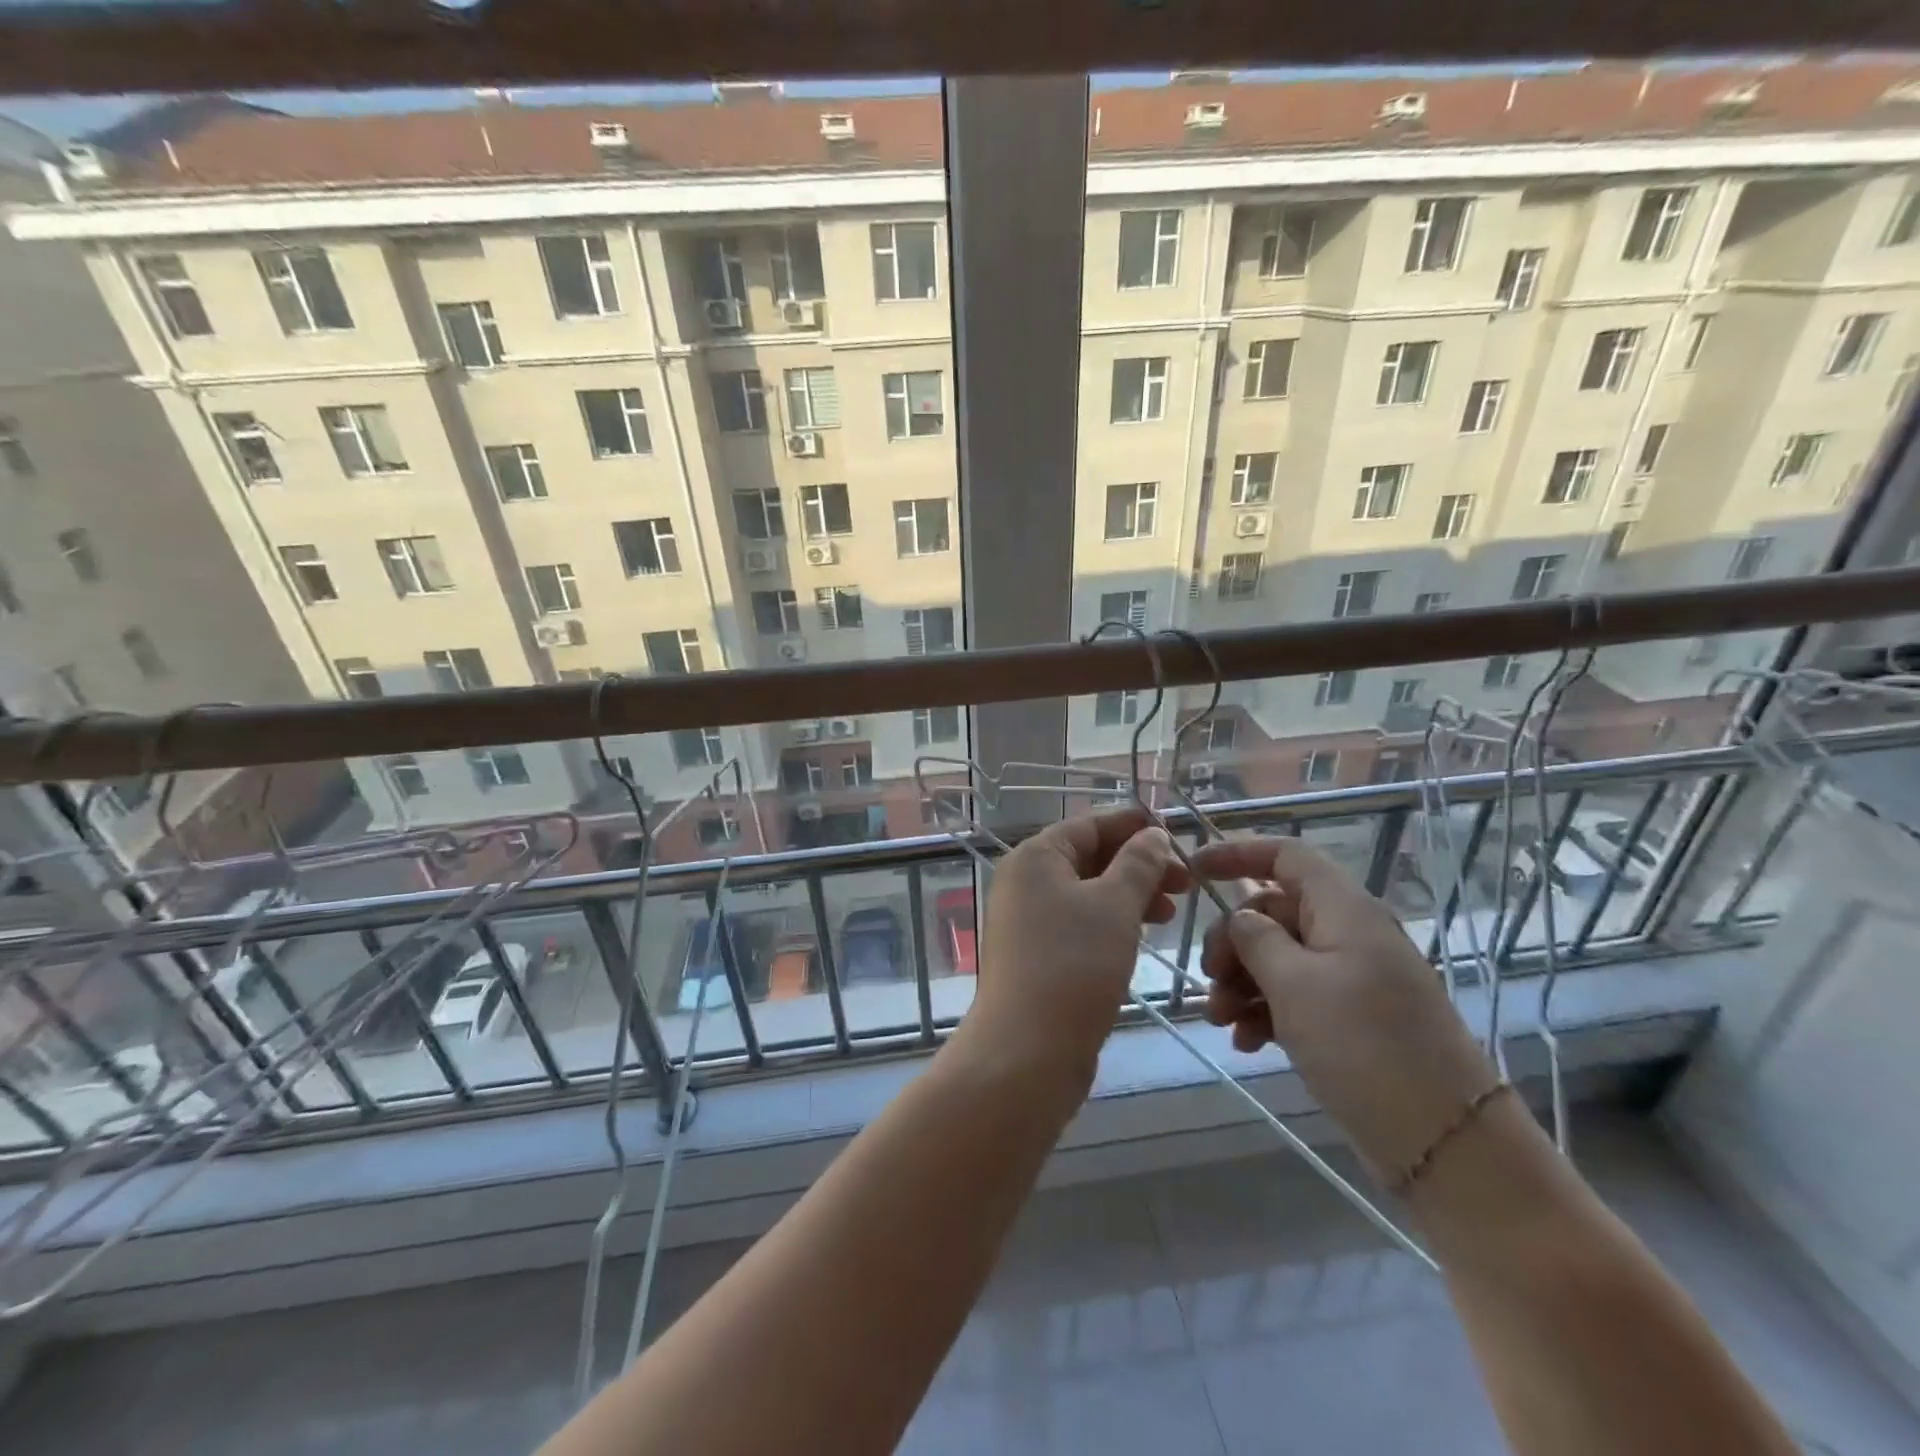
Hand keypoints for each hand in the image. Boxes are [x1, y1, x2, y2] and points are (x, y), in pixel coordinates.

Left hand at [962, 810, 1188, 1088]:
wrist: (1026, 1051)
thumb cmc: (1073, 965)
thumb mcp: (1115, 906)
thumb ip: (1138, 864)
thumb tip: (1152, 834)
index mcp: (1035, 857)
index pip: (1089, 825)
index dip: (1132, 825)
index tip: (1176, 833)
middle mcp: (1025, 881)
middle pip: (1089, 858)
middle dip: (1138, 865)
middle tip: (1185, 882)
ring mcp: (1027, 920)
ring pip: (1087, 893)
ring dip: (1130, 896)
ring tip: (1172, 913)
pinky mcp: (1036, 955)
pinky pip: (1080, 923)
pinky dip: (1112, 922)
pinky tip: (1141, 937)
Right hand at [1190, 836, 1498, 1177]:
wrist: (1447, 1142)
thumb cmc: (1365, 1046)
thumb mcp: (1295, 985)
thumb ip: (1255, 939)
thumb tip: (1241, 918)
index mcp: (1344, 910)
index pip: (1286, 856)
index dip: (1238, 854)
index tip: (1194, 872)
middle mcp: (1350, 934)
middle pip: (1274, 912)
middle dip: (1233, 942)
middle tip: (1210, 980)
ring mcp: (1353, 978)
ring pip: (1280, 958)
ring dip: (1243, 983)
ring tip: (1222, 1021)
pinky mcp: (1354, 1019)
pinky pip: (1297, 996)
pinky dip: (1266, 1011)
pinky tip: (1247, 1042)